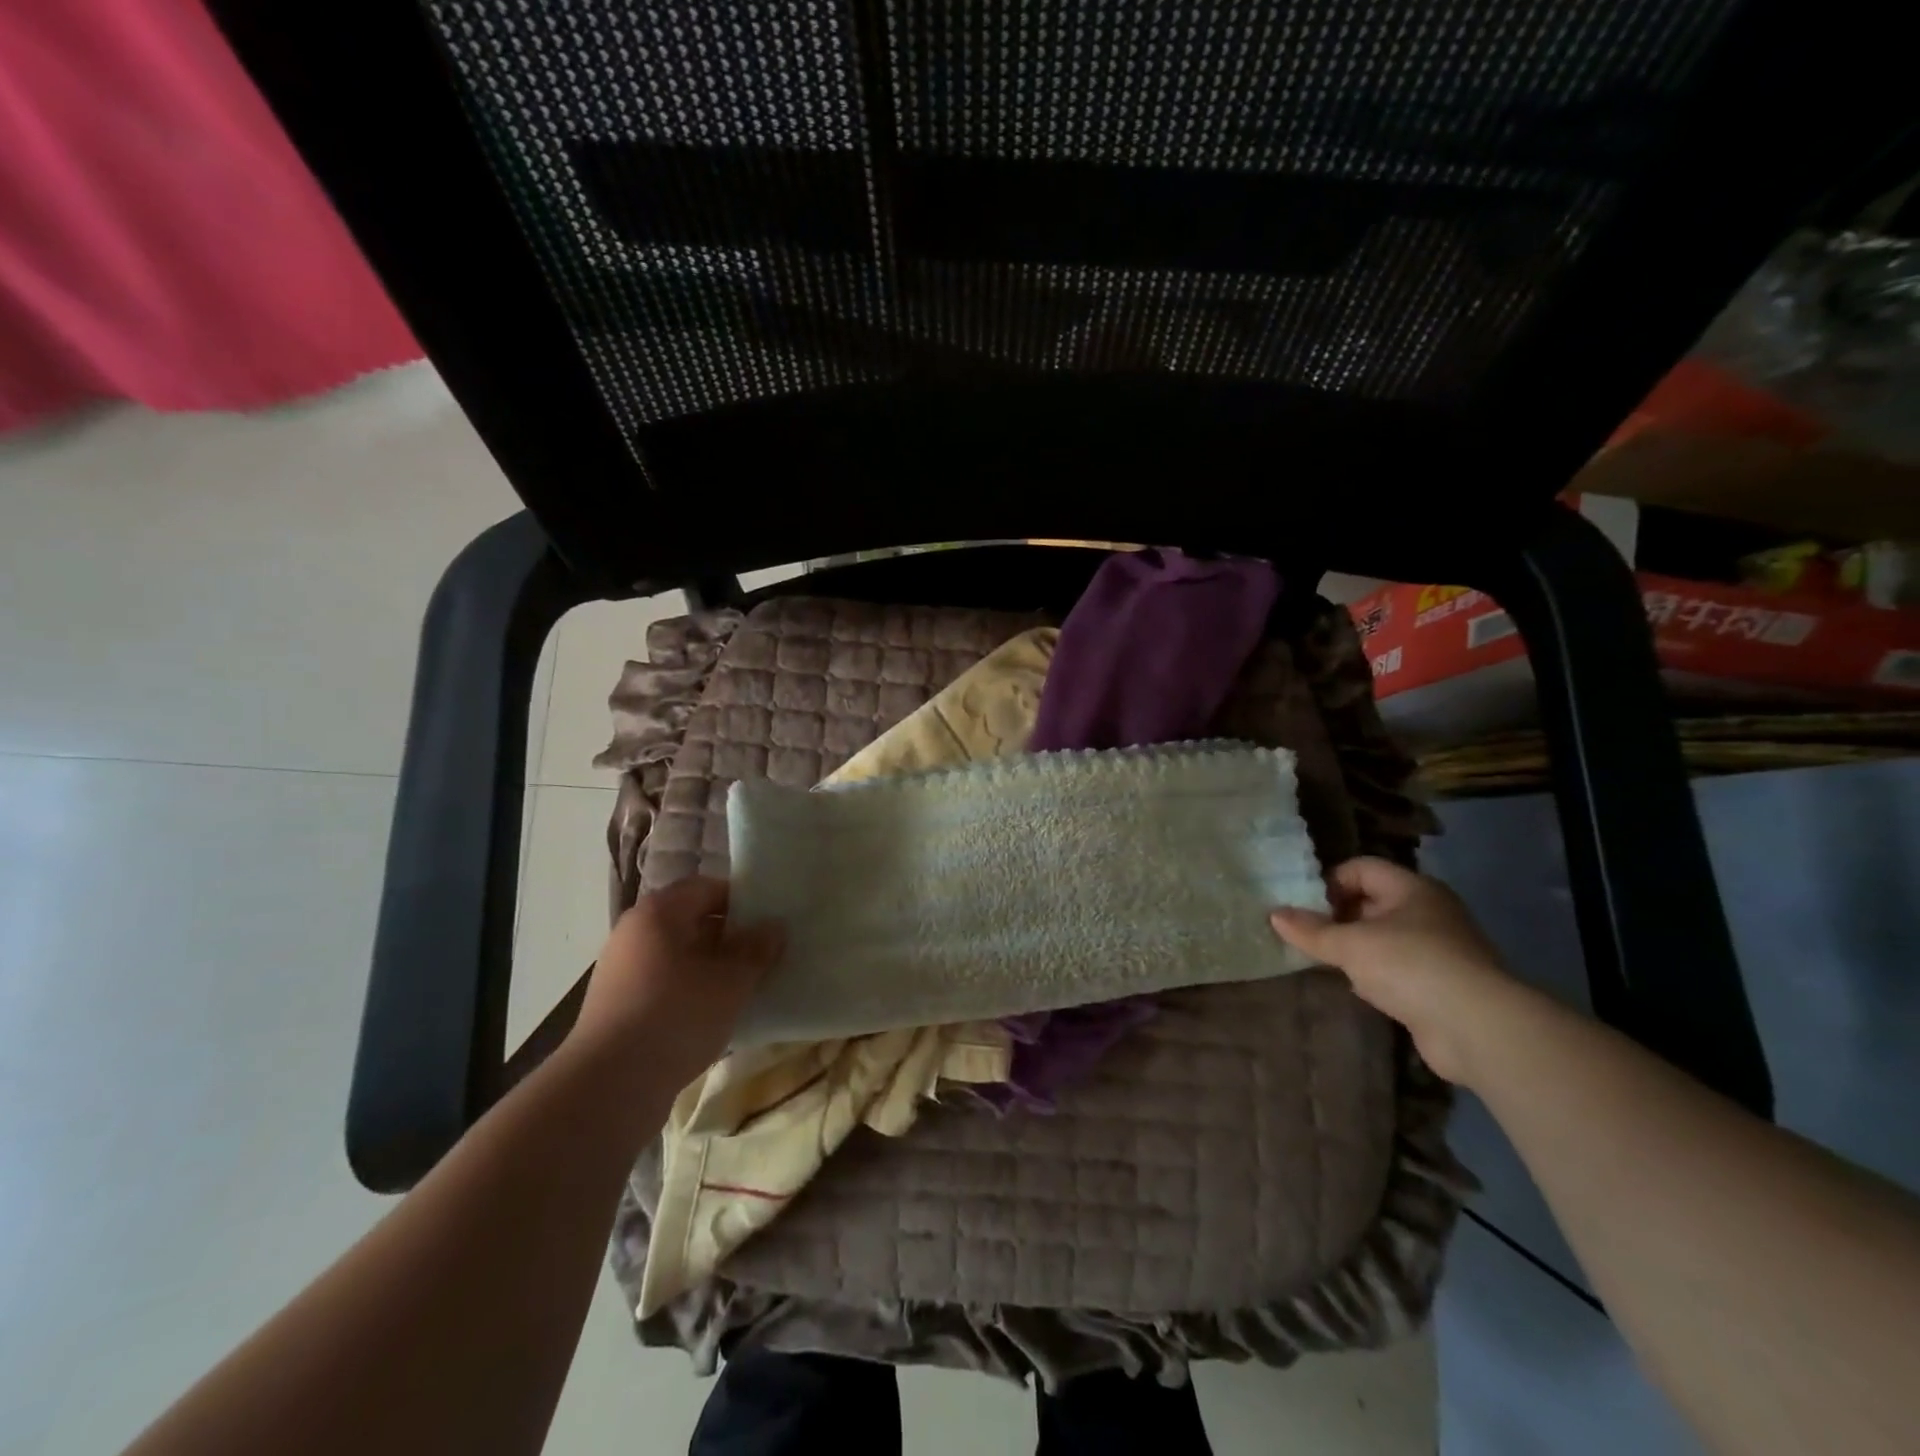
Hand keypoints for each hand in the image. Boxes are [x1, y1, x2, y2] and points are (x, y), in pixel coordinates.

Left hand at [572, 877, 784, 1090]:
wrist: (609, 1087)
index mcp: (659, 912)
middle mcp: (634, 932)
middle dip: (730, 936)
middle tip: (764, 954)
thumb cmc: (677, 1016)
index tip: (770, 921)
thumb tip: (774, 927)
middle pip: (692, 920)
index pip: (708, 888)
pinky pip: (664, 983)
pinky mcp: (617, 1005)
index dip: (743, 900)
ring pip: (679, 955)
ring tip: (744, 987)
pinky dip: (690, 991)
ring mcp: (621, 970)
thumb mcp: (731, 981)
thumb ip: (757, 949)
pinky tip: (714, 1014)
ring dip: (711, 966)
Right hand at [1270, 857, 1519, 1084]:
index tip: (1304, 906)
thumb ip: (1311, 931)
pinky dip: (1375, 974)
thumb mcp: (1350, 945)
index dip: (1330, 881)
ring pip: (1385, 938)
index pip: (1361, 868)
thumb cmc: (1411, 966)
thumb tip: (1274, 915)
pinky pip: (1398, 969)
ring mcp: (1440, 949)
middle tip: (1306, 933)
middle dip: (1338, 916)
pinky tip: (1356, 988)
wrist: (1478, 1028)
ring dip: (1355, 948)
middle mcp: (1430, 911)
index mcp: (1412, 888)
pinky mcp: (1443, 985)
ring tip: (1323, 960)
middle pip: (1373, 901)